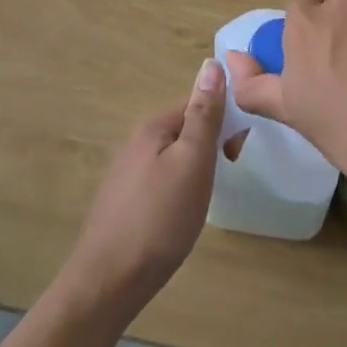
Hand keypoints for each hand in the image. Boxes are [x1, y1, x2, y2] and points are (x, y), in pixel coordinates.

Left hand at [62, 59, 226, 320]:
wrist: (109, 282)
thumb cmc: (160, 219)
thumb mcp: (193, 161)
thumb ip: (204, 114)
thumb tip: (212, 63)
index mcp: (153, 127)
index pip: (197, 102)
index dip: (224, 120)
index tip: (237, 152)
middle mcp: (136, 142)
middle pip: (186, 128)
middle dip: (211, 145)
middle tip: (225, 175)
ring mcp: (127, 174)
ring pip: (174, 156)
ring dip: (196, 168)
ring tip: (204, 199)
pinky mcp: (124, 203)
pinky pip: (162, 180)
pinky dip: (179, 190)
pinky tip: (181, 215)